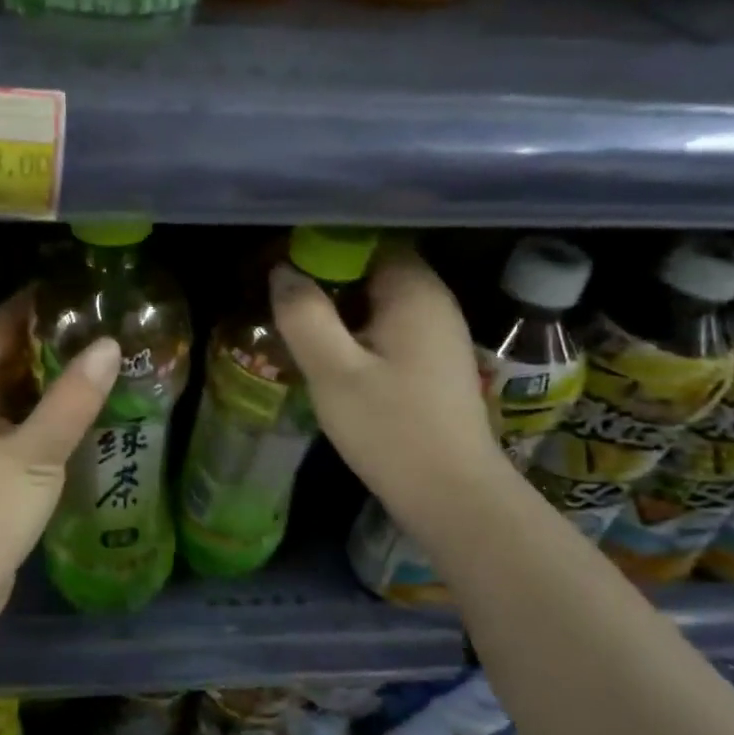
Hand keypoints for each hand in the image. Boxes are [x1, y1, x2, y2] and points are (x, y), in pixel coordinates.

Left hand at [0, 290, 120, 613]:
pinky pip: (11, 424)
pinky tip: (79, 414)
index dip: (36, 306)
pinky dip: (40, 415)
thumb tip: (108, 346)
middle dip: (48, 343)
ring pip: (8, 393)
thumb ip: (71, 400)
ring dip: (47, 381)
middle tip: (103, 327)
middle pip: (2, 357)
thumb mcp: (33, 455)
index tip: (80, 290)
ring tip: (100, 363)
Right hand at [270, 244, 503, 527]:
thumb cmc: (390, 428)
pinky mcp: (434, 362)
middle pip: (373, 267)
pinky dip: (357, 329)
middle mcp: (433, 302)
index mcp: (414, 291)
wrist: (452, 495)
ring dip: (339, 306)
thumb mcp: (333, 371)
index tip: (283, 261)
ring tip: (296, 321)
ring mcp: (438, 333)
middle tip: (281, 294)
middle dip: (326, 276)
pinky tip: (329, 352)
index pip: (367, 239)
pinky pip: (388, 326)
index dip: (323, 244)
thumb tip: (282, 272)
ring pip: (379, 300)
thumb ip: (304, 315)